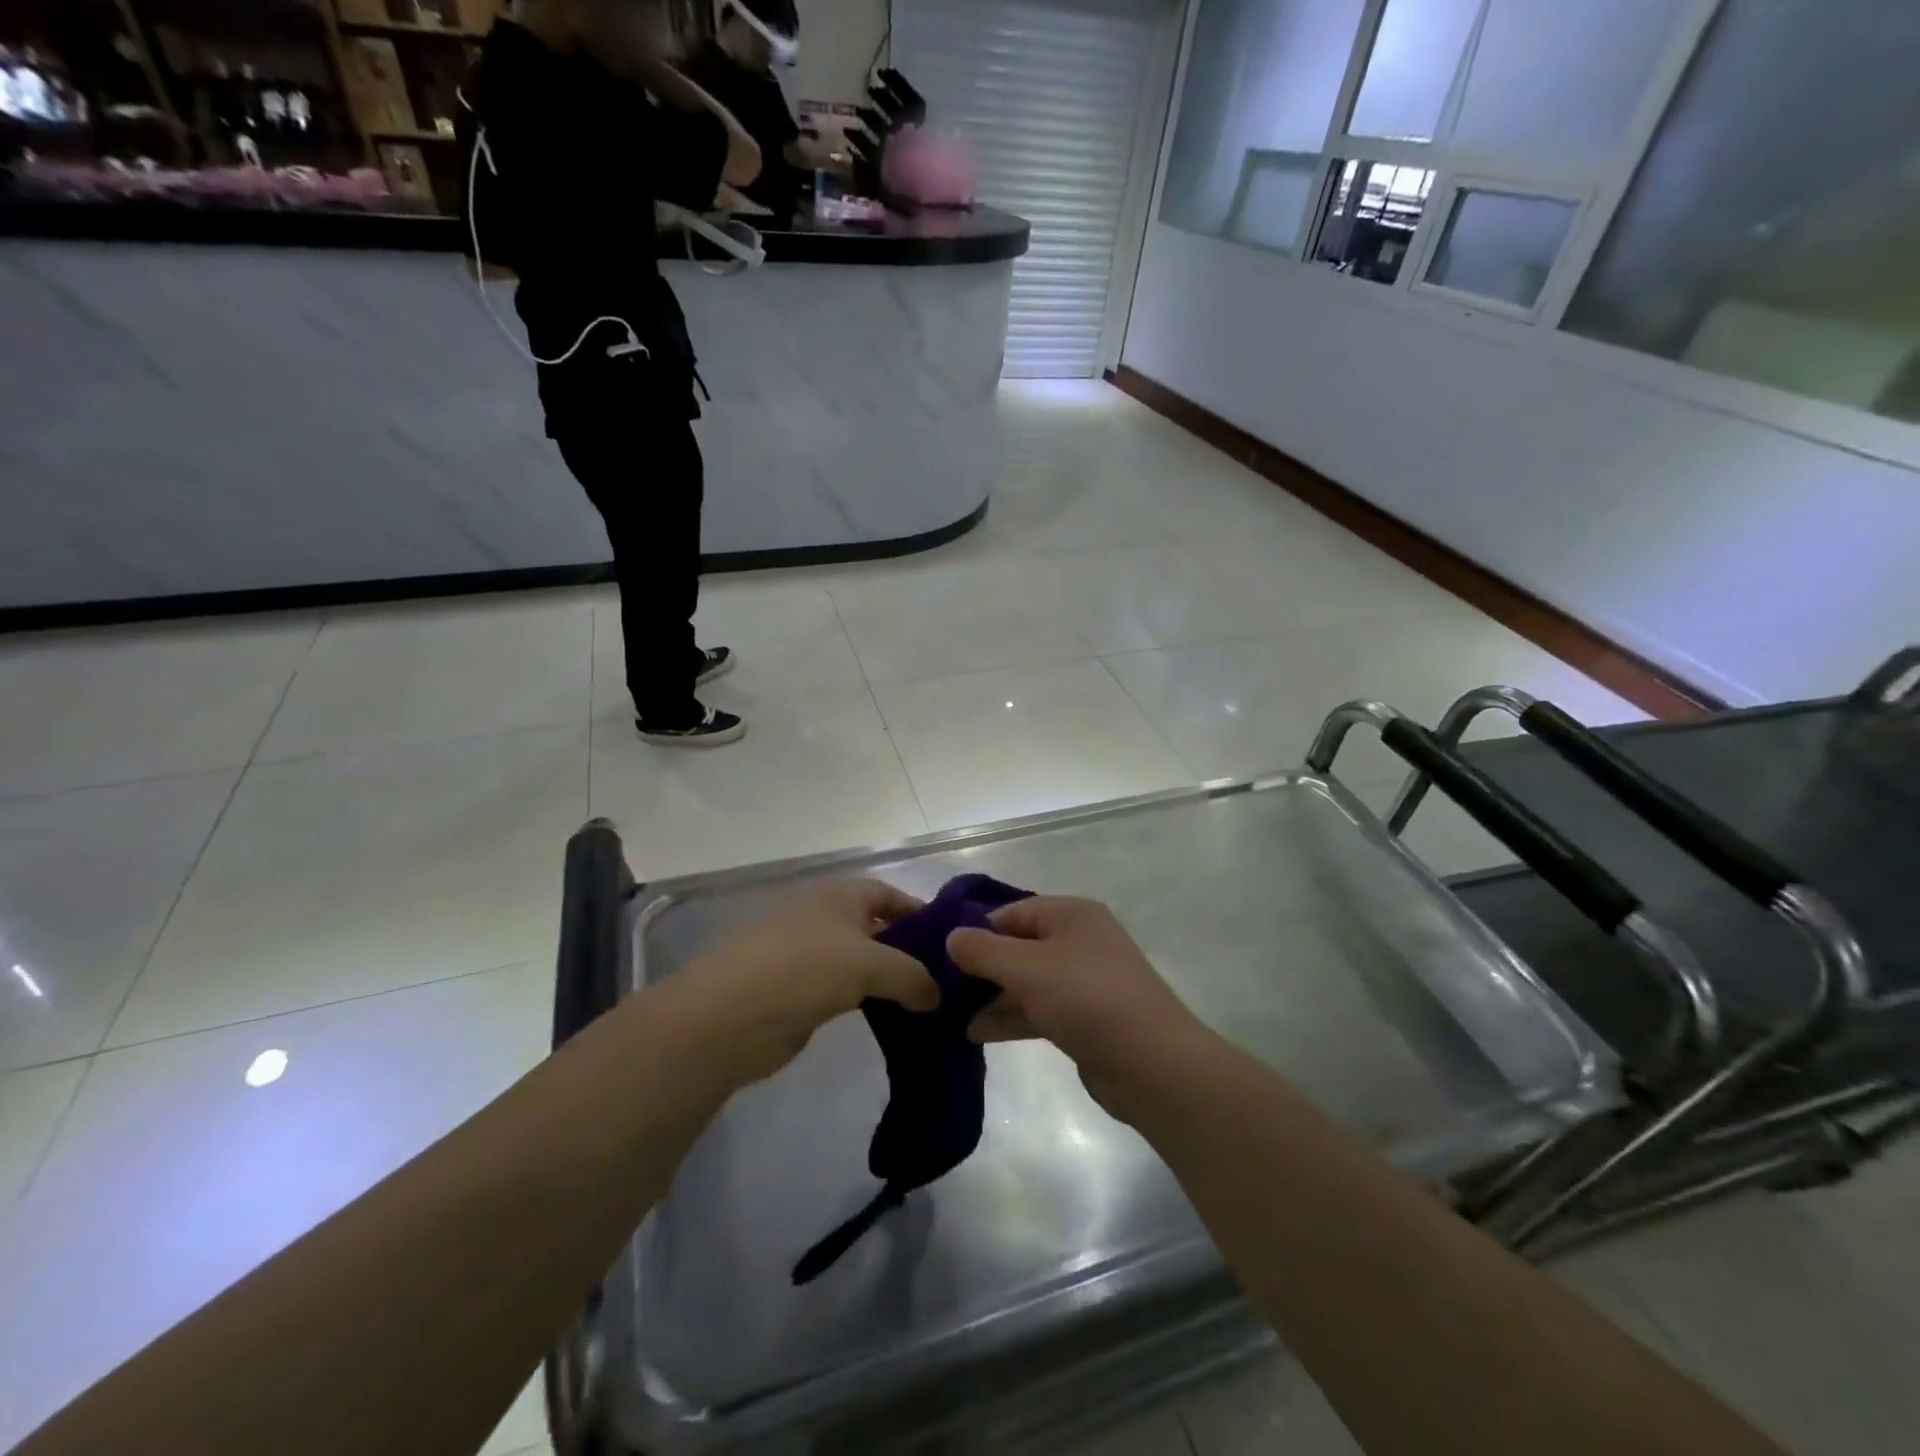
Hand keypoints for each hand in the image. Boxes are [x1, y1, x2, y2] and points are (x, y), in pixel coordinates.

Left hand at [678, 879, 937, 1082]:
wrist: (729, 1016)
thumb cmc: (804, 969)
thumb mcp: (869, 964)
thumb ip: (911, 975)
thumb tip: (935, 995)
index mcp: (840, 894)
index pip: (889, 894)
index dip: (920, 912)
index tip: (951, 941)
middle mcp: (826, 918)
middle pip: (878, 929)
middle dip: (910, 951)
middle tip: (947, 980)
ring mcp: (810, 956)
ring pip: (863, 963)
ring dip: (890, 981)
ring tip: (928, 1004)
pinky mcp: (801, 993)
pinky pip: (846, 992)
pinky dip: (869, 1002)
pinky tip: (893, 1021)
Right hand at [948, 898, 1214, 1118]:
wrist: (1151, 1062)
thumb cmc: (1085, 997)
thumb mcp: (1025, 967)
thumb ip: (983, 950)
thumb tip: (952, 937)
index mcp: (1071, 914)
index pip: (1012, 911)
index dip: (977, 929)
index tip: (941, 952)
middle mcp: (1079, 940)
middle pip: (1019, 946)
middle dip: (982, 966)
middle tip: (941, 986)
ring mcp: (1084, 981)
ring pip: (1027, 981)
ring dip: (992, 996)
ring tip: (950, 1014)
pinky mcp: (1085, 1018)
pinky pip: (1039, 1009)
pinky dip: (1011, 1017)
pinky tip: (976, 1033)